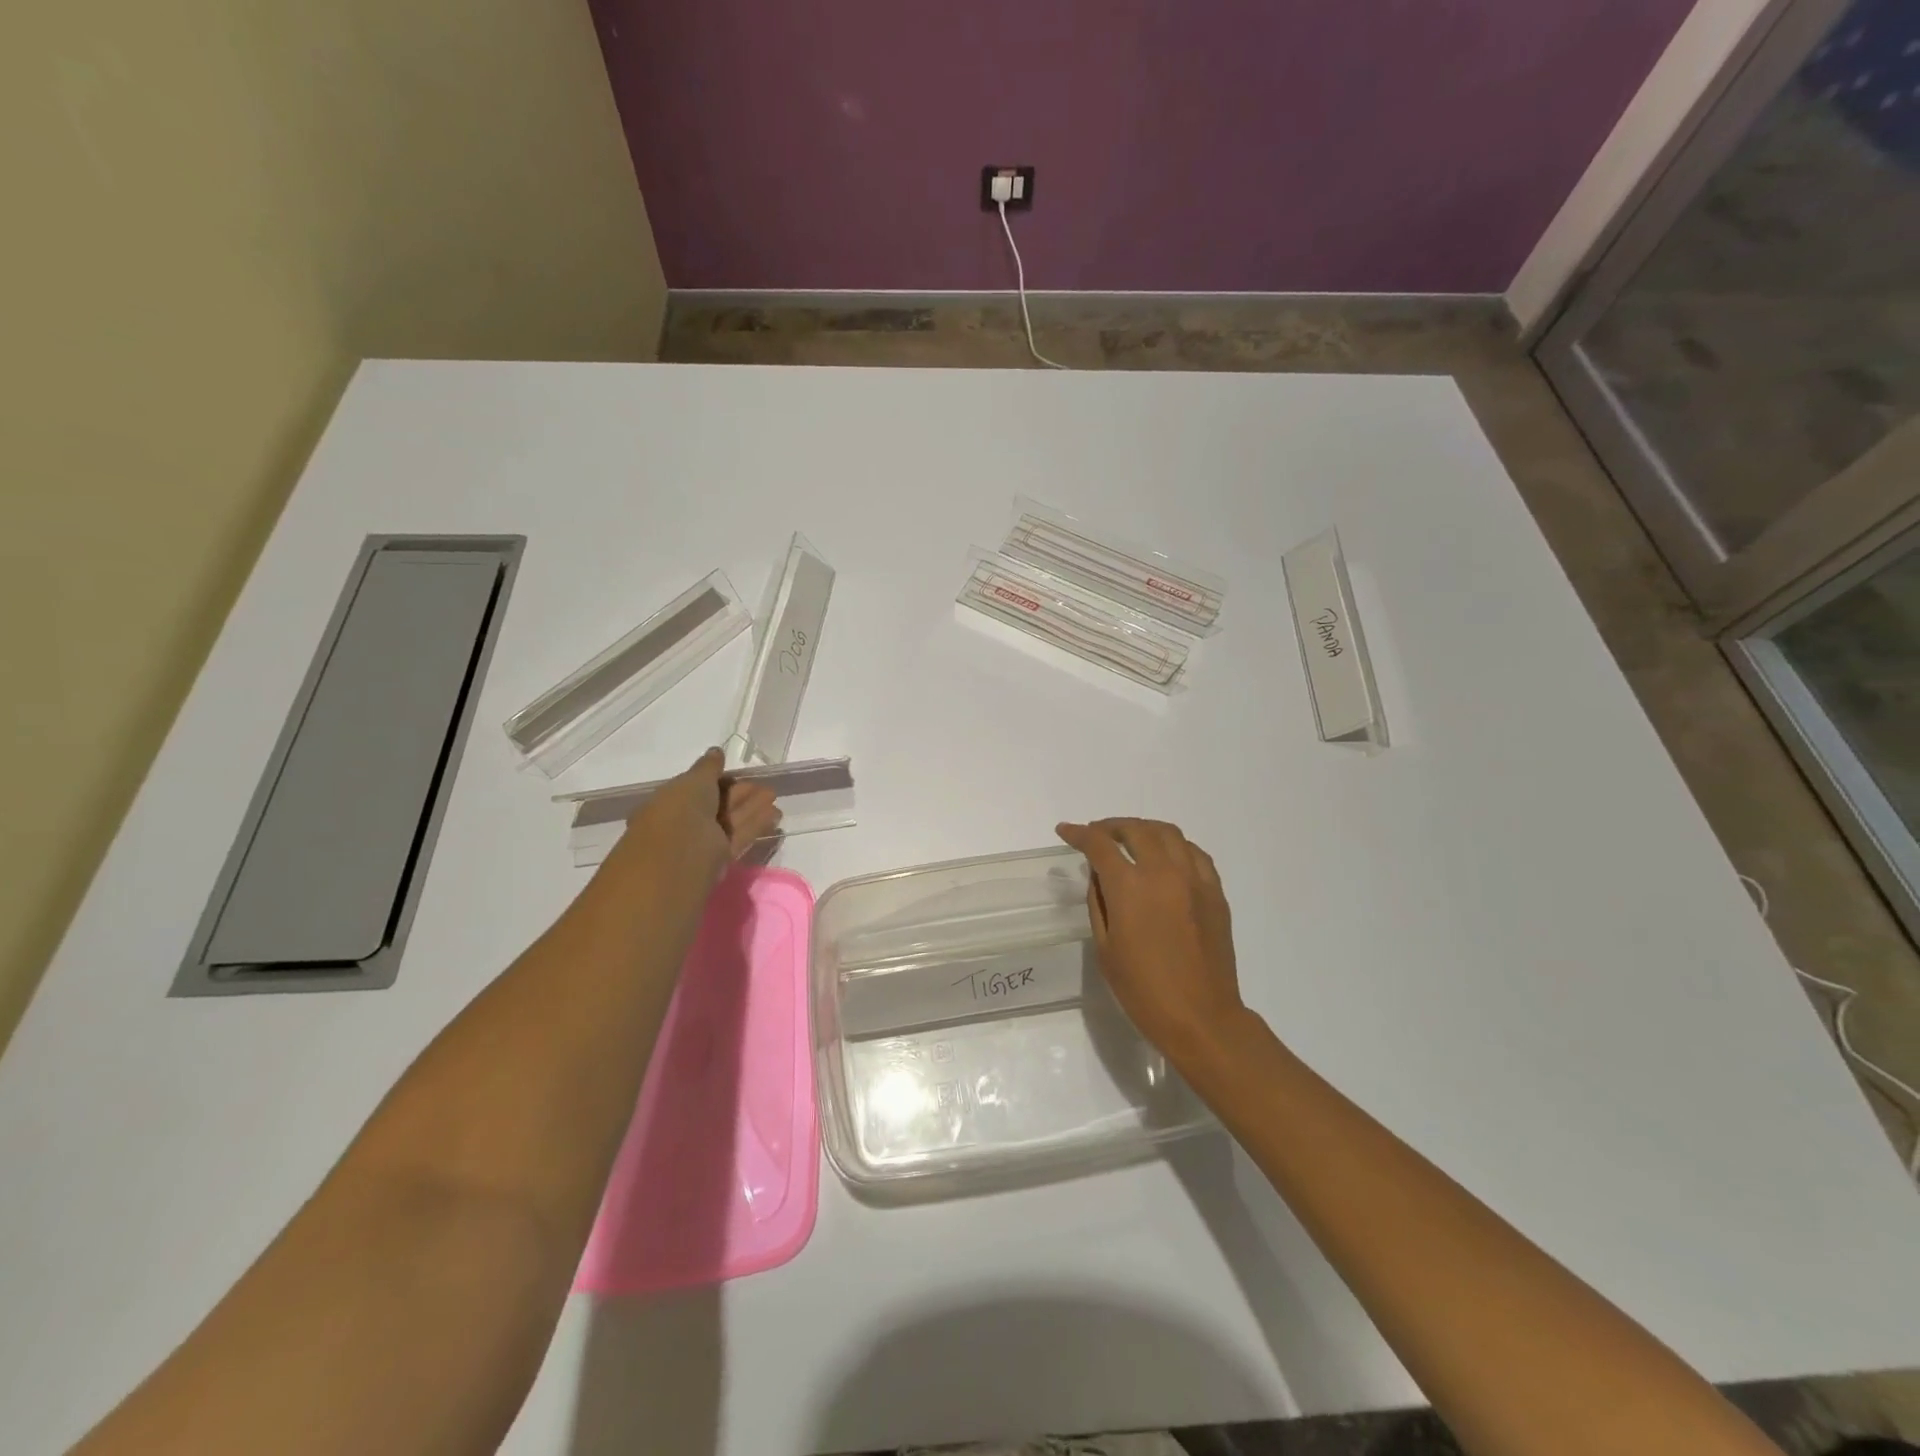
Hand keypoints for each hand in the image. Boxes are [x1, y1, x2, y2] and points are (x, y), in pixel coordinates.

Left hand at [605, 748, 781, 887]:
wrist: (678, 859)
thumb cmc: (679, 812)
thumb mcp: (692, 781)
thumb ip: (708, 767)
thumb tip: (716, 752)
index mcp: (669, 802)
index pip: (696, 788)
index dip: (718, 780)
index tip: (738, 773)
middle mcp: (684, 822)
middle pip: (717, 805)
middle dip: (739, 794)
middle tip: (763, 785)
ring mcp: (701, 843)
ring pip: (730, 821)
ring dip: (752, 808)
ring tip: (774, 796)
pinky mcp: (719, 860)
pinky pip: (739, 837)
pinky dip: (755, 825)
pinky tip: (774, 814)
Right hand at [1055, 818, 1248, 1064]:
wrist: (1201, 1017)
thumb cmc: (1143, 990)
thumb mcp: (1106, 948)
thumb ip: (1099, 903)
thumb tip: (1099, 875)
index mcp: (1130, 887)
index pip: (1099, 845)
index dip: (1079, 834)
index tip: (1065, 831)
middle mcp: (1164, 872)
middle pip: (1136, 830)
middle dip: (1111, 827)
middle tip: (1097, 834)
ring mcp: (1194, 880)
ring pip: (1168, 833)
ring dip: (1143, 829)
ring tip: (1130, 839)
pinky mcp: (1215, 892)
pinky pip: (1194, 853)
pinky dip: (1174, 846)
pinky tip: (1166, 857)